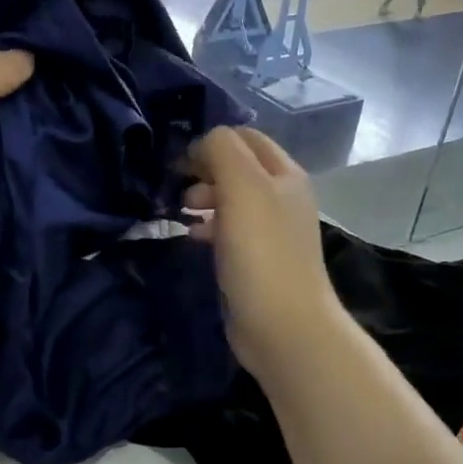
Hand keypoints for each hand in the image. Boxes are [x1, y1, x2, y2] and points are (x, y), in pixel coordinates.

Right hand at [184, 127, 342, 379]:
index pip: (244, 137)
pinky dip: (208, 228)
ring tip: (180, 214)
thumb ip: (222, 151)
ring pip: (231, 201)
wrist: (283, 326)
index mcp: (284, 174)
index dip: (210, 142)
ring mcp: (271, 232)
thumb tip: (202, 145)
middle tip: (178, 191)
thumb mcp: (242, 187)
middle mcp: (281, 198)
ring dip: (203, 199)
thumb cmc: (262, 253)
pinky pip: (228, 232)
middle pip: (237, 168)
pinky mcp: (257, 261)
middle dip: (204, 171)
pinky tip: (192, 239)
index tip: (178, 163)